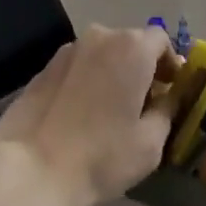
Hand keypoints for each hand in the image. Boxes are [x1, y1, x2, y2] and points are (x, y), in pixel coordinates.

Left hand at [0, 25, 178, 205]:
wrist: (34, 169)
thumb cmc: (102, 156)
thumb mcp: (150, 143)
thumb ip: (167, 111)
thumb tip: (167, 97)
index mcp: (132, 48)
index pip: (161, 40)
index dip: (170, 62)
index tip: (171, 89)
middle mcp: (101, 36)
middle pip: (130, 43)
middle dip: (141, 67)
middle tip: (144, 102)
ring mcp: (69, 49)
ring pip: (102, 53)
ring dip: (112, 72)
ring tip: (110, 109)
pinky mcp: (45, 66)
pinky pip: (78, 66)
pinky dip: (87, 79)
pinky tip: (81, 113)